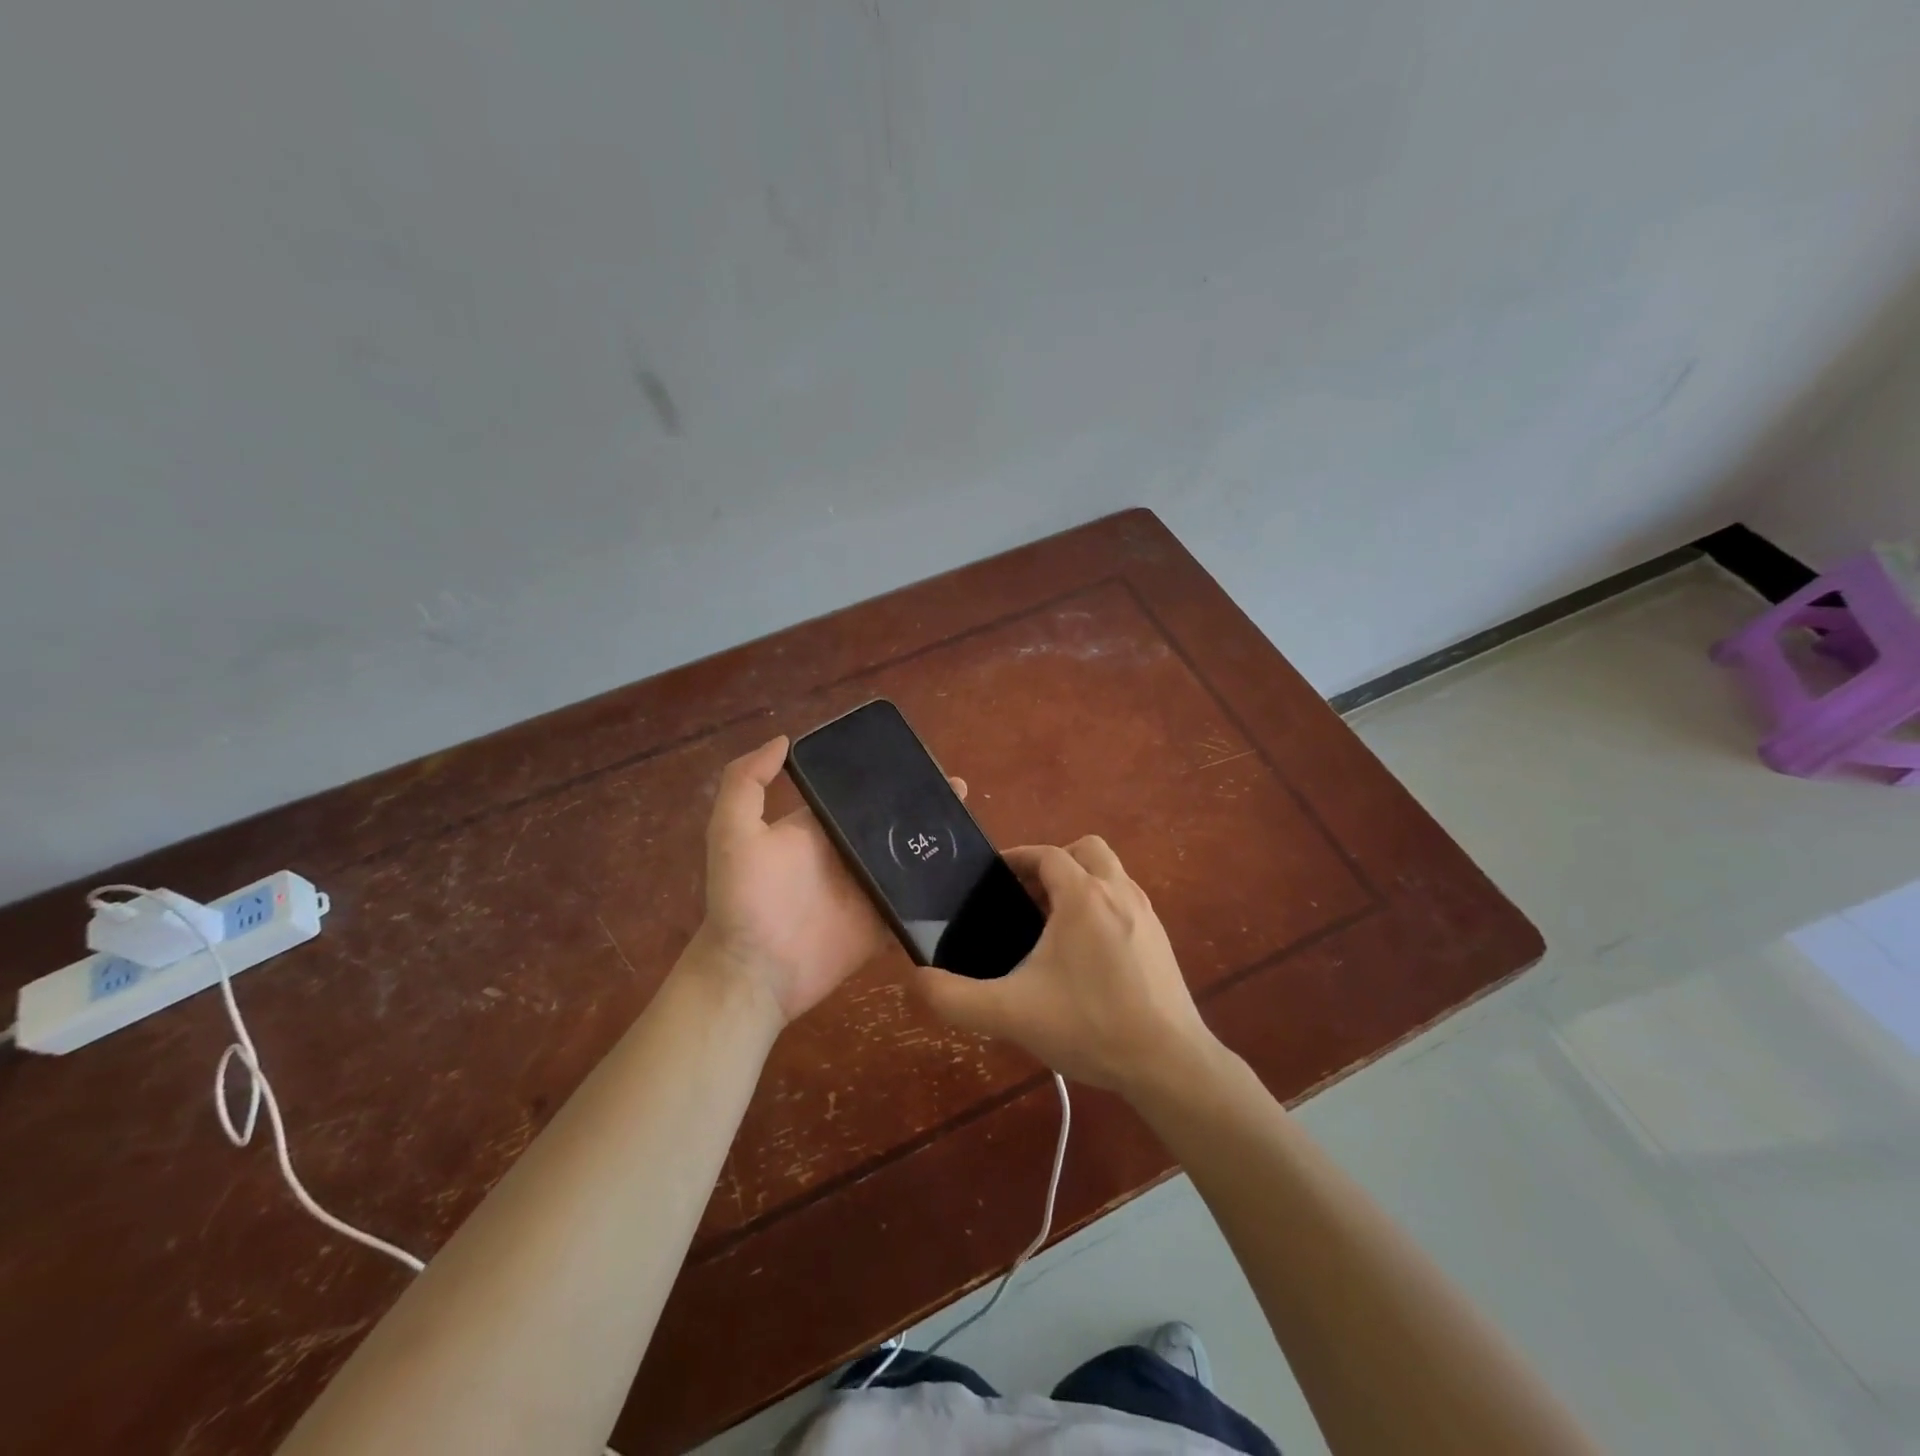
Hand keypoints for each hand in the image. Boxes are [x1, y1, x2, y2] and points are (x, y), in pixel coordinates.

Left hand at [692, 735, 965, 1025]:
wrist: (753, 974)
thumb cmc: (742, 901)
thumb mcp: (731, 833)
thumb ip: (746, 783)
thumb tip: (783, 740)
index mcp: (819, 827)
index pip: (858, 794)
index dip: (886, 777)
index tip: (921, 760)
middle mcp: (847, 852)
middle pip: (891, 822)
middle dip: (923, 804)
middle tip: (958, 789)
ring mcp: (868, 888)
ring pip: (908, 857)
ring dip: (936, 841)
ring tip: (968, 822)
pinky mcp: (882, 921)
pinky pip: (915, 900)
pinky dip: (937, 888)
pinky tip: (966, 869)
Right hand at [910, 836, 1223, 1098]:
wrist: (1168, 1064)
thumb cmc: (1089, 1026)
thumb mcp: (1011, 1014)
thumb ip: (955, 998)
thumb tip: (915, 981)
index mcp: (1083, 896)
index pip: (1046, 854)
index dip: (1017, 859)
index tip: (994, 878)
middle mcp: (1118, 892)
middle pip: (1085, 850)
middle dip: (1054, 864)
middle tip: (1027, 899)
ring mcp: (1146, 914)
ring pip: (1111, 873)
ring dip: (1081, 883)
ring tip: (1053, 925)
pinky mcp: (1161, 939)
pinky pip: (1126, 901)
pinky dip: (1102, 906)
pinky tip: (1087, 954)